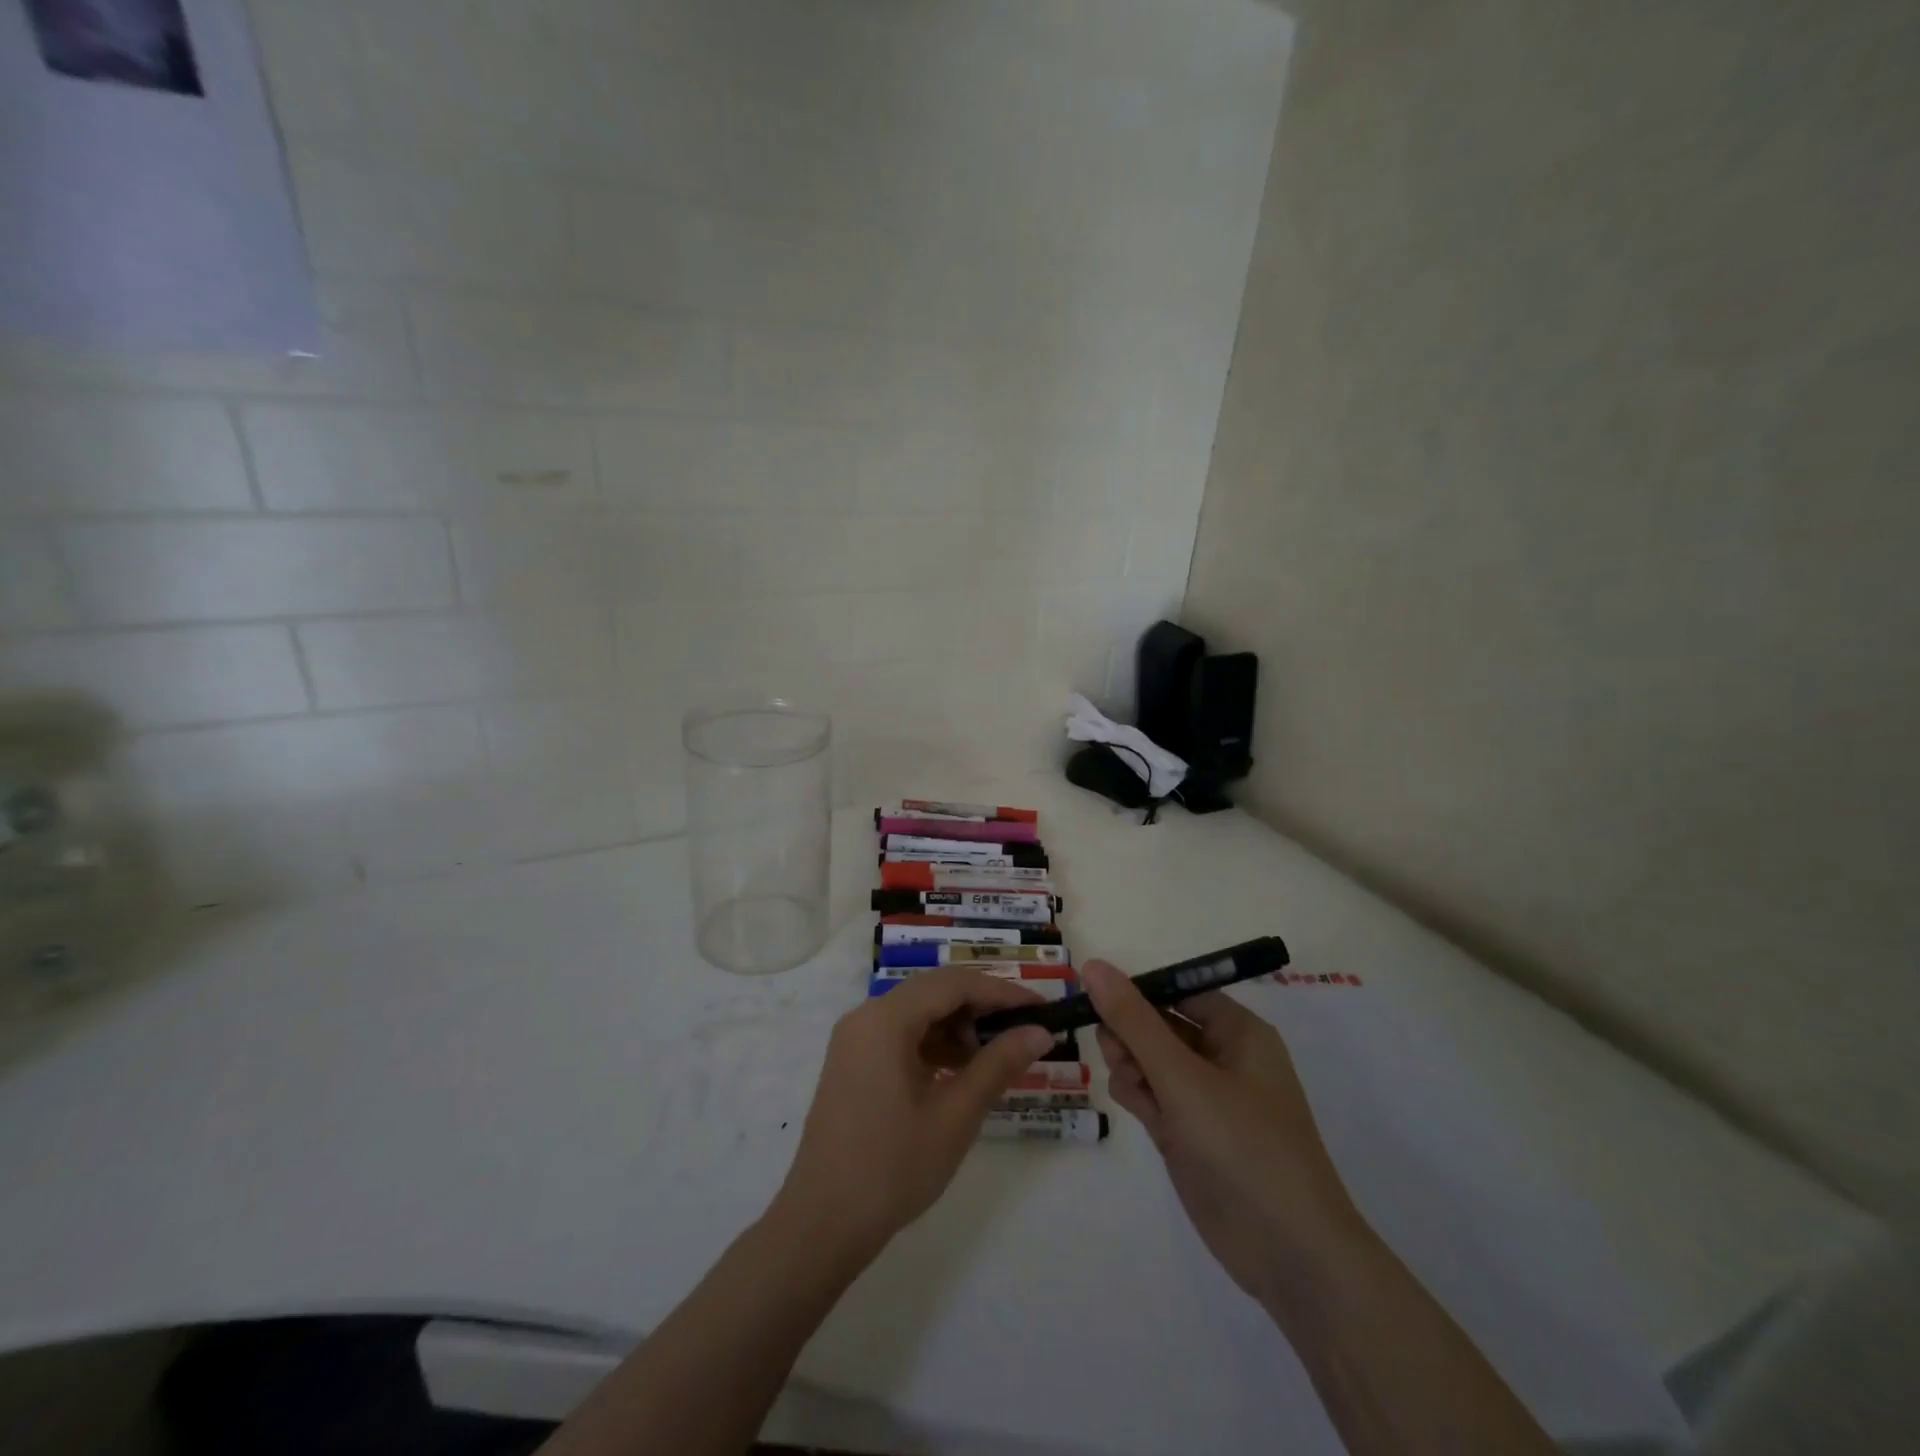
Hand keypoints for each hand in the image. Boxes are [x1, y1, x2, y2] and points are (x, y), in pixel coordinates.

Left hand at [773, 969, 1055, 1260]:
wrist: (822, 1224)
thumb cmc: (893, 1167)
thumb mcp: (956, 1114)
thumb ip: (999, 1064)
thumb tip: (1039, 1032)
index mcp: (886, 1018)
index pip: (954, 984)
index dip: (1002, 991)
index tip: (1041, 1008)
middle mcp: (866, 1016)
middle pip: (934, 991)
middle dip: (981, 1006)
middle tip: (1024, 1029)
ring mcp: (855, 1040)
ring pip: (917, 1013)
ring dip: (957, 1026)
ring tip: (994, 1057)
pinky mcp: (852, 1063)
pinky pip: (900, 1035)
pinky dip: (933, 1044)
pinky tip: (958, 1072)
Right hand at [1084, 960, 1369, 1311]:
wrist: (1288, 1254)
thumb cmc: (1242, 1146)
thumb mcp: (1183, 1077)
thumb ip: (1134, 1021)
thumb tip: (1094, 966)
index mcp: (1237, 1032)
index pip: (1177, 990)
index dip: (1136, 990)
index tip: (1093, 997)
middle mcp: (1223, 1058)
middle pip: (1158, 1024)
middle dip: (1129, 1032)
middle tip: (1111, 1049)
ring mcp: (1205, 1098)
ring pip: (1149, 1060)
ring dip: (1130, 1063)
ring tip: (1130, 1085)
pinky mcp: (1189, 1133)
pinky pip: (1152, 1095)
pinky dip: (1137, 1094)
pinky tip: (1134, 1105)